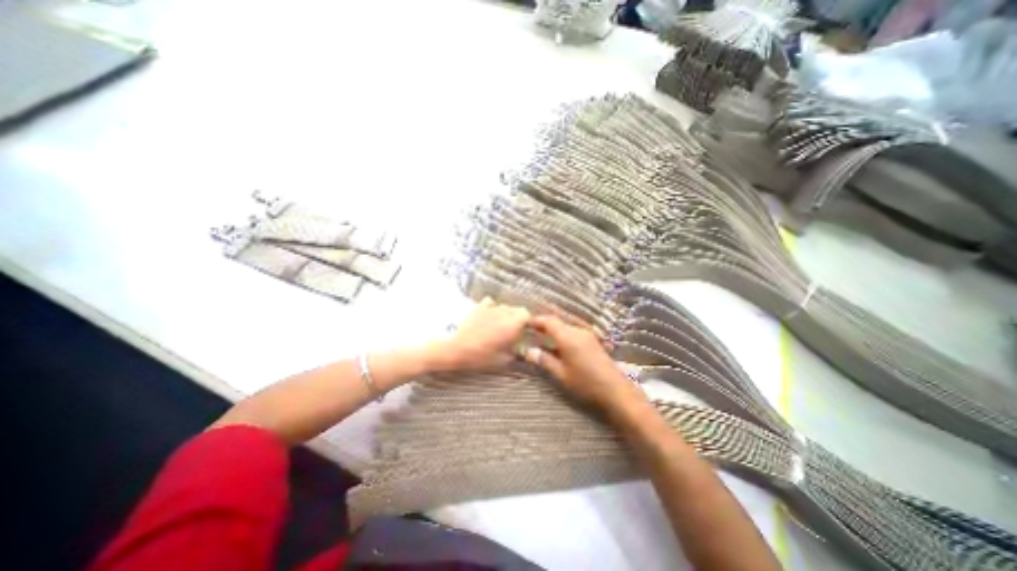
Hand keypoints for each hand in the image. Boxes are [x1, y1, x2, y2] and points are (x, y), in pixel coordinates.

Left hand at [433, 296, 532, 370]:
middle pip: (516, 309)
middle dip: (516, 317)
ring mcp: (490, 309)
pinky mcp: (478, 307)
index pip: (526, 314)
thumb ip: (514, 353)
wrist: (457, 349)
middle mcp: (503, 313)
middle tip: (511, 330)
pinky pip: (490, 302)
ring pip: (503, 306)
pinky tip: (488, 315)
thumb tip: (519, 352)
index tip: (523, 329)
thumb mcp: (502, 360)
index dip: (526, 321)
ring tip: (498, 324)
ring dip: (504, 314)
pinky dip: (491, 307)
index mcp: (512, 325)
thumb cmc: (480, 356)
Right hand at [519, 315, 645, 413]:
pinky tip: (558, 345)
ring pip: (565, 327)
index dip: (536, 320)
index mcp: (568, 337)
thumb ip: (544, 360)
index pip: (548, 321)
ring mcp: (587, 335)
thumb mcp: (561, 375)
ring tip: (541, 338)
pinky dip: (562, 335)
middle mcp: (578, 331)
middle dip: (543, 325)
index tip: (524, 323)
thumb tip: (528, 351)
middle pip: (557, 322)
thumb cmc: (586, 384)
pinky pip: (573, 332)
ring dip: (553, 330)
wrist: (616, 391)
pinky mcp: (592, 341)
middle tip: (530, 331)